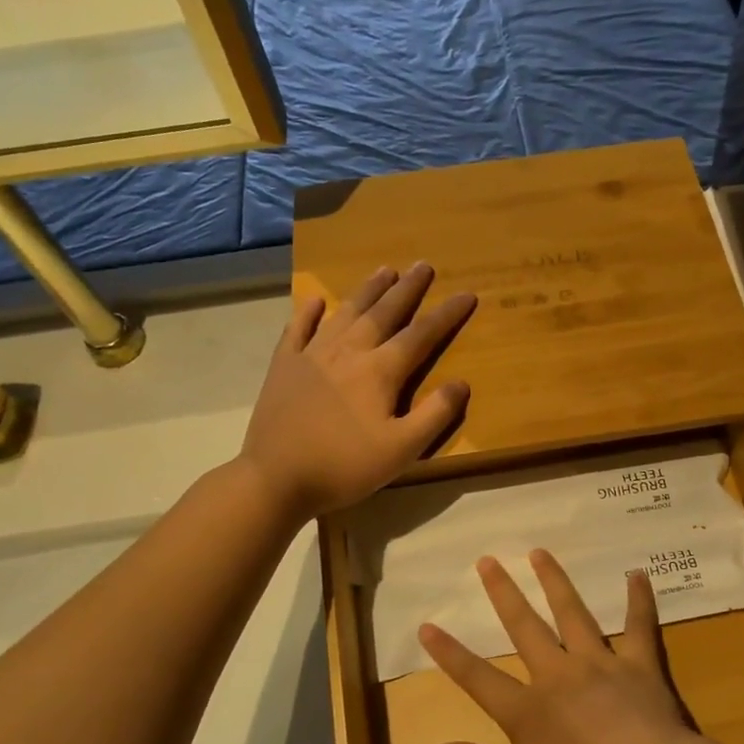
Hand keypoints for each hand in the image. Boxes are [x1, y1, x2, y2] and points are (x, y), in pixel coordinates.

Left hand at [240, 263, 475, 519]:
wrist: (276, 478)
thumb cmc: (344, 467)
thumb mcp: (401, 450)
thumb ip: (434, 415)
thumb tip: (461, 383)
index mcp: (379, 371)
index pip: (421, 335)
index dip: (446, 314)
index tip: (467, 294)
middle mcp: (348, 352)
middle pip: (383, 312)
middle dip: (407, 289)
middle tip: (423, 265)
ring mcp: (312, 355)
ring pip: (346, 312)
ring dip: (367, 290)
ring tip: (384, 270)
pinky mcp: (284, 366)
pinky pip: (298, 329)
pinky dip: (309, 312)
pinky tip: (316, 300)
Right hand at [422, 550, 743, 743]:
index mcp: (527, 710)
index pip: (478, 678)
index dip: (450, 653)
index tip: (428, 625)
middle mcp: (558, 675)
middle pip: (524, 627)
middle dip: (503, 593)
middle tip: (488, 560)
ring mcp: (600, 664)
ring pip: (572, 614)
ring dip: (554, 582)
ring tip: (540, 553)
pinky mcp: (639, 665)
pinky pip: (639, 627)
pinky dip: (639, 600)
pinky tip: (638, 575)